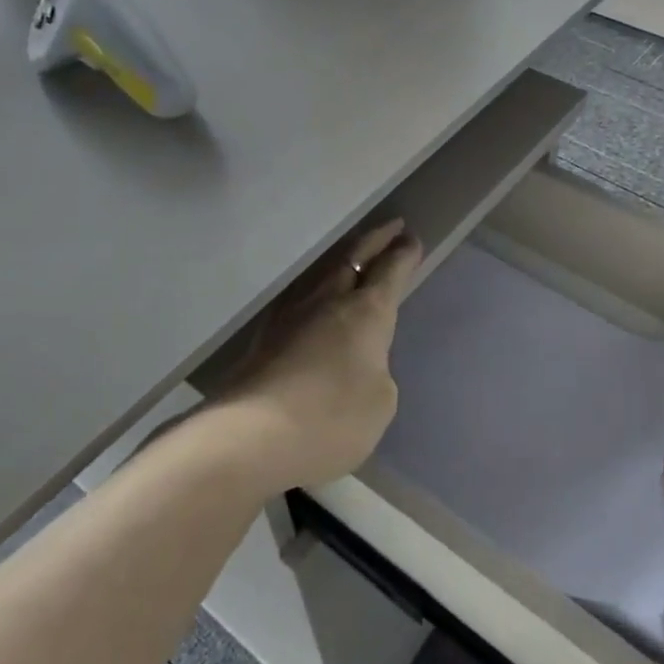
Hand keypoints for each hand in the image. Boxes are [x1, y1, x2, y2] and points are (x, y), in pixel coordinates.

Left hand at [216, 220, 422, 493]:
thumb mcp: (380, 402)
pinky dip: (315, 290)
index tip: (412, 239)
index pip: (390, 272)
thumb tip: (358, 364)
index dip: (403, 255)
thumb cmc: (331, 418)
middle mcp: (327, 301)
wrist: (251, 437)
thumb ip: (376, 373)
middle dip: (375, 240)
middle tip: (392, 226)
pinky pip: (298, 299)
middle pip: (352, 258)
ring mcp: (289, 316)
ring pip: (321, 274)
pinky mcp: (263, 338)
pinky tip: (313, 301)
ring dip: (342, 260)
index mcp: (366, 312)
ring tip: (353, 256)